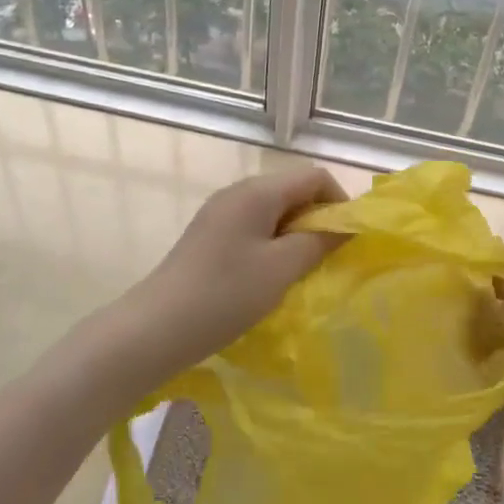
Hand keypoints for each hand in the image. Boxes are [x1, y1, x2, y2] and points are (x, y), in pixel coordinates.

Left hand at [109, 165, 348, 394]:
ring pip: (274, 212)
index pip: (314, 176)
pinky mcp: (209, 235)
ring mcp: (220, 213)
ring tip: (300, 272)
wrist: (157, 327)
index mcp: (257, 191)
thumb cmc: (226, 294)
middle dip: (317, 220)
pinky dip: (272, 245)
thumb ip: (319, 241)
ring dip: (295, 235)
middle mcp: (238, 192)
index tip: (346, 240)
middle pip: (293, 191)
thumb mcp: (282, 268)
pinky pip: (253, 227)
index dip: (339, 202)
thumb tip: (345, 225)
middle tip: (326, 260)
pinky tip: (270, 277)